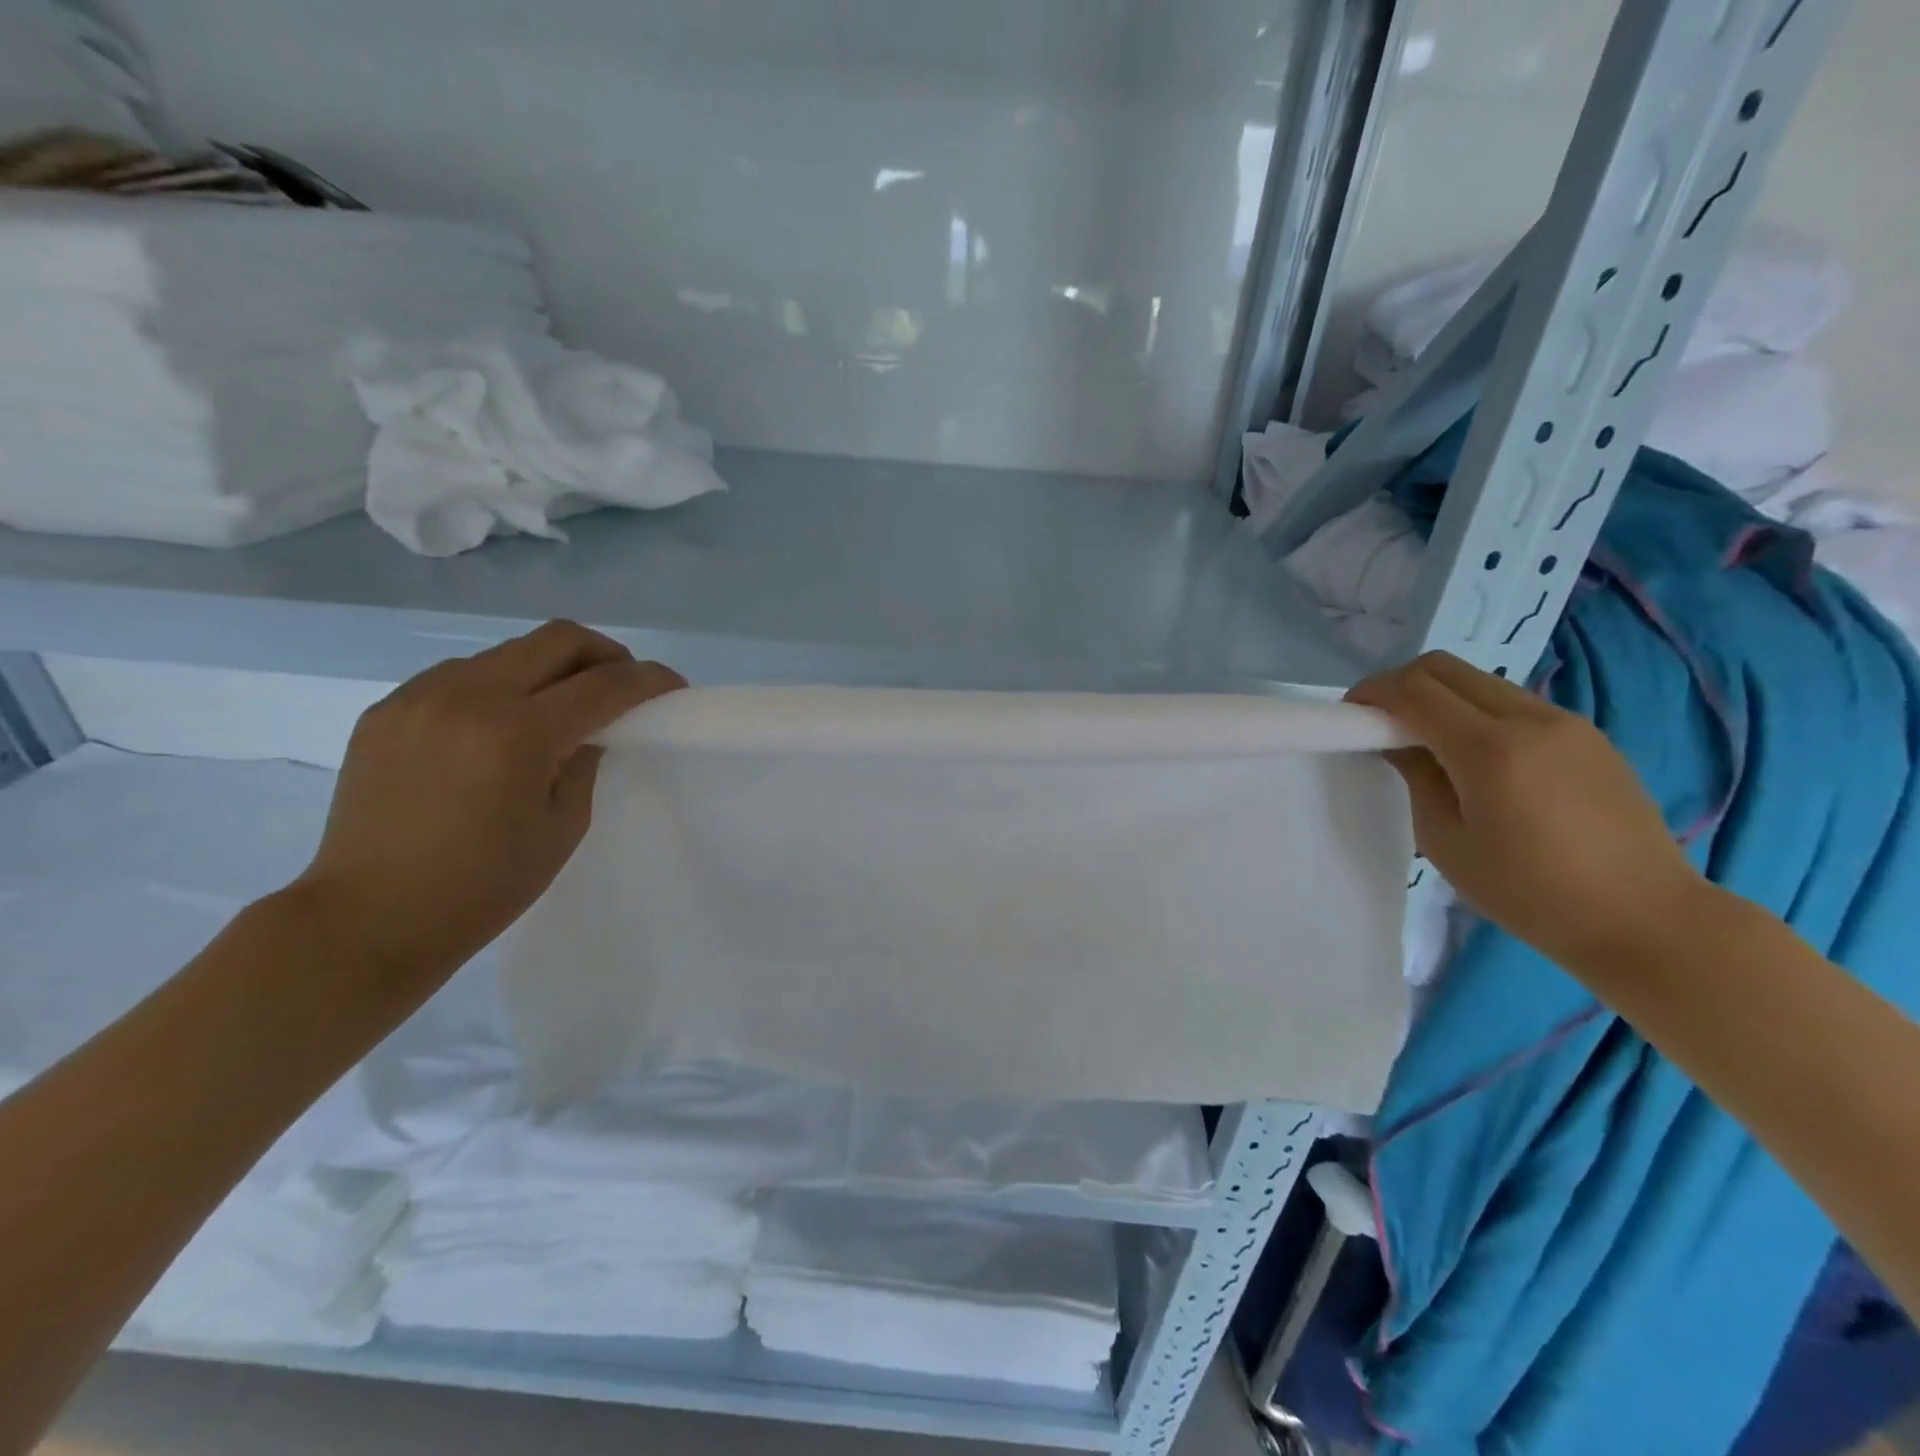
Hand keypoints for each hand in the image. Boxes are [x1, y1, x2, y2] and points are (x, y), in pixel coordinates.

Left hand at [294, 621, 683, 984]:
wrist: (367, 919)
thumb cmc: (483, 887)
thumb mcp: (563, 827)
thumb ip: (585, 763)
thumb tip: (590, 731)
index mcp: (519, 733)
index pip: (605, 684)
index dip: (650, 679)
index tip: (673, 686)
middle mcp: (467, 696)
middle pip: (557, 639)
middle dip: (605, 653)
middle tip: (623, 683)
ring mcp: (419, 697)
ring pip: (507, 651)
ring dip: (549, 668)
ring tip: (559, 707)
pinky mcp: (387, 709)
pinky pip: (460, 674)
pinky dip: (498, 686)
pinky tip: (500, 725)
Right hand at [1347, 651, 1707, 970]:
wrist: (1646, 919)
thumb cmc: (1529, 893)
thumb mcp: (1446, 842)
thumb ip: (1417, 778)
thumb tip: (1400, 743)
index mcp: (1490, 749)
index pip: (1414, 689)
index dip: (1371, 693)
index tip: (1350, 715)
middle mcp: (1531, 719)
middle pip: (1446, 668)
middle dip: (1401, 684)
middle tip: (1380, 722)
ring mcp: (1567, 723)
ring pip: (1481, 681)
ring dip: (1441, 697)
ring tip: (1426, 742)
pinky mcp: (1589, 736)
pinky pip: (1514, 703)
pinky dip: (1477, 713)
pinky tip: (1476, 758)